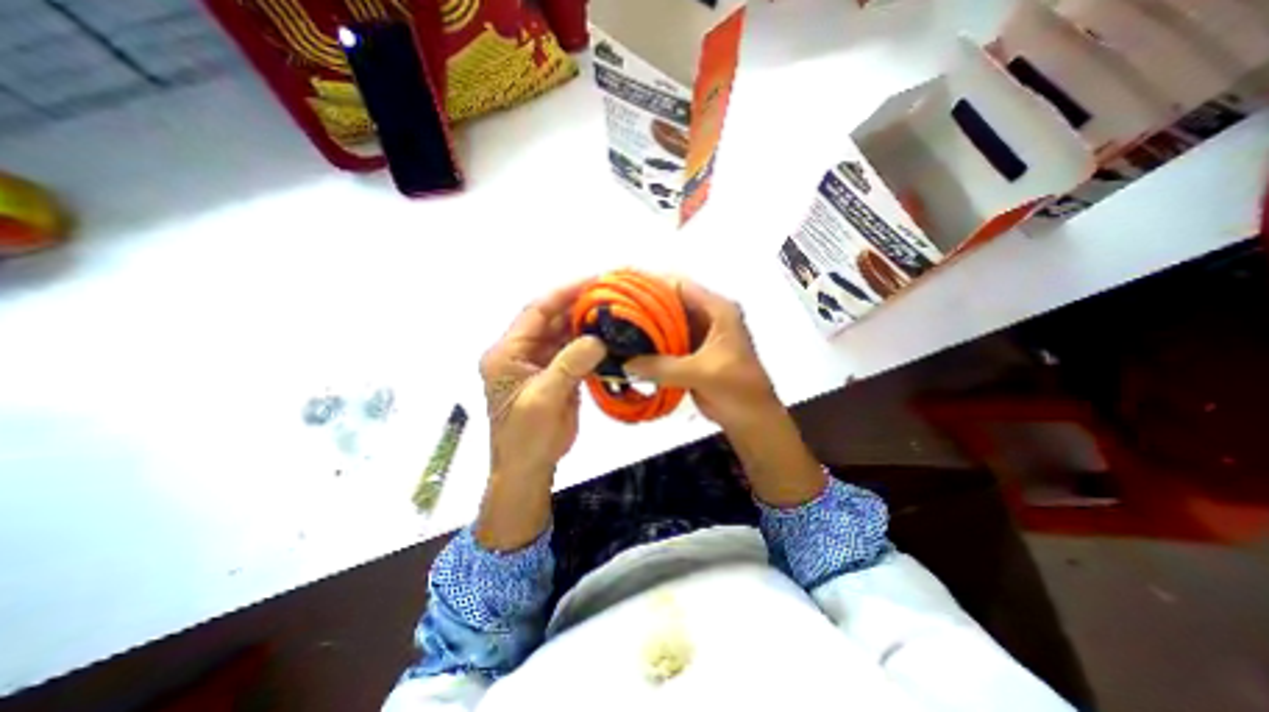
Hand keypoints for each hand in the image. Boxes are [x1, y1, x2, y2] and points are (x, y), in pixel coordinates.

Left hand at [482, 277, 609, 548]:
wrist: (528, 468)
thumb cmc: (526, 438)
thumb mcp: (544, 400)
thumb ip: (568, 366)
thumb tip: (597, 339)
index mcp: (507, 353)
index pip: (536, 312)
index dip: (563, 293)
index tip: (593, 280)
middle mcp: (521, 352)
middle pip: (551, 320)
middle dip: (578, 306)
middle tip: (610, 294)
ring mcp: (539, 363)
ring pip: (563, 334)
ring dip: (586, 324)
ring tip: (615, 312)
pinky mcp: (555, 374)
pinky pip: (573, 352)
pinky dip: (590, 345)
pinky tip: (610, 338)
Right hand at [624, 280, 784, 429]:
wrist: (751, 419)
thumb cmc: (737, 390)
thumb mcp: (701, 373)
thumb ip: (663, 367)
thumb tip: (623, 363)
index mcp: (717, 310)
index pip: (679, 286)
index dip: (650, 285)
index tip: (621, 291)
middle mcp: (707, 316)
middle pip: (670, 302)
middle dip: (642, 307)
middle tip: (613, 313)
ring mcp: (698, 334)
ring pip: (666, 323)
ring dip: (644, 327)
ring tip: (615, 329)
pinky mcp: (690, 352)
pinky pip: (666, 342)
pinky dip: (650, 345)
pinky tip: (628, 349)